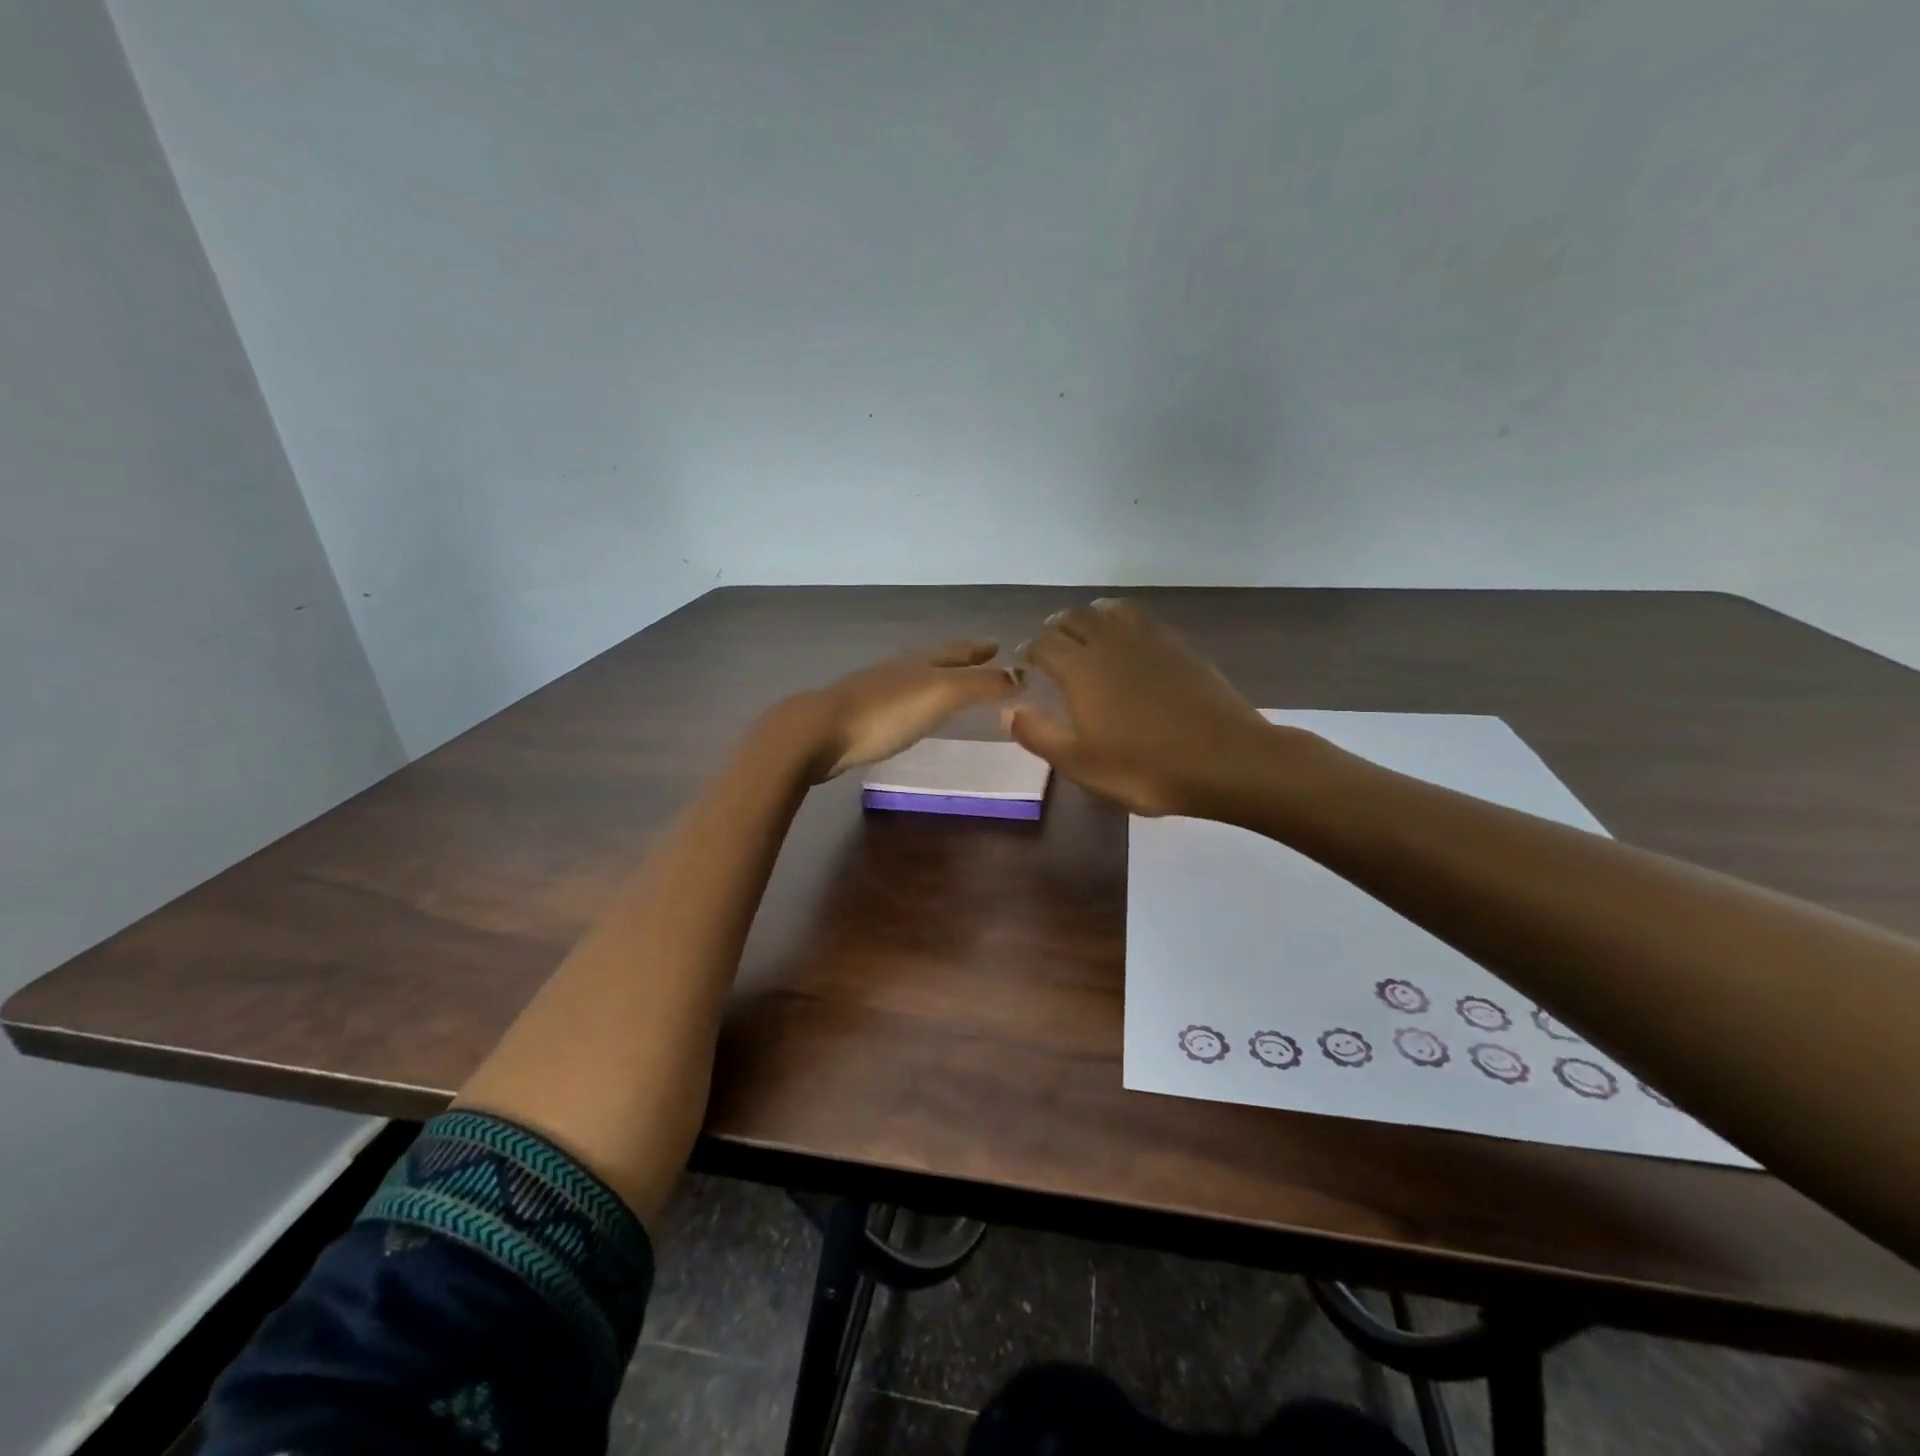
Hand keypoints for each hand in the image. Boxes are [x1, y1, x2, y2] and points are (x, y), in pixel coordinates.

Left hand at [781, 640, 1023, 782]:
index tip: (998, 645)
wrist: (821, 732)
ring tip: (952, 685)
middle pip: (936, 660)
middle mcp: (900, 670)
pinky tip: (913, 713)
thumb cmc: (887, 712)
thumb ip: (981, 685)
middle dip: (961, 660)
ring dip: (938, 679)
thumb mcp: (942, 694)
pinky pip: (900, 701)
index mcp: (922, 662)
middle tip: (983, 659)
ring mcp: (877, 691)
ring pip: (916, 678)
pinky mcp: (862, 715)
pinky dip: (916, 701)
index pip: (958, 651)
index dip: (979, 649)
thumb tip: (1020, 676)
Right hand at [1006, 600, 1276, 816]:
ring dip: (1088, 617)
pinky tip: (1126, 640)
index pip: (1043, 644)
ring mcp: (1147, 639)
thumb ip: (1040, 735)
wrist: (1225, 759)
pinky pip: (1139, 616)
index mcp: (1080, 670)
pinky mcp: (1176, 645)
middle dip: (1055, 629)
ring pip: (1107, 609)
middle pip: (1072, 618)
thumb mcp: (1082, 764)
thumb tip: (1008, 710)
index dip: (1029, 650)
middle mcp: (1109, 643)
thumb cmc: (1146, 768)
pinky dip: (1120, 618)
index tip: (1025, 663)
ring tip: (1085, 635)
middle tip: (1050, 649)